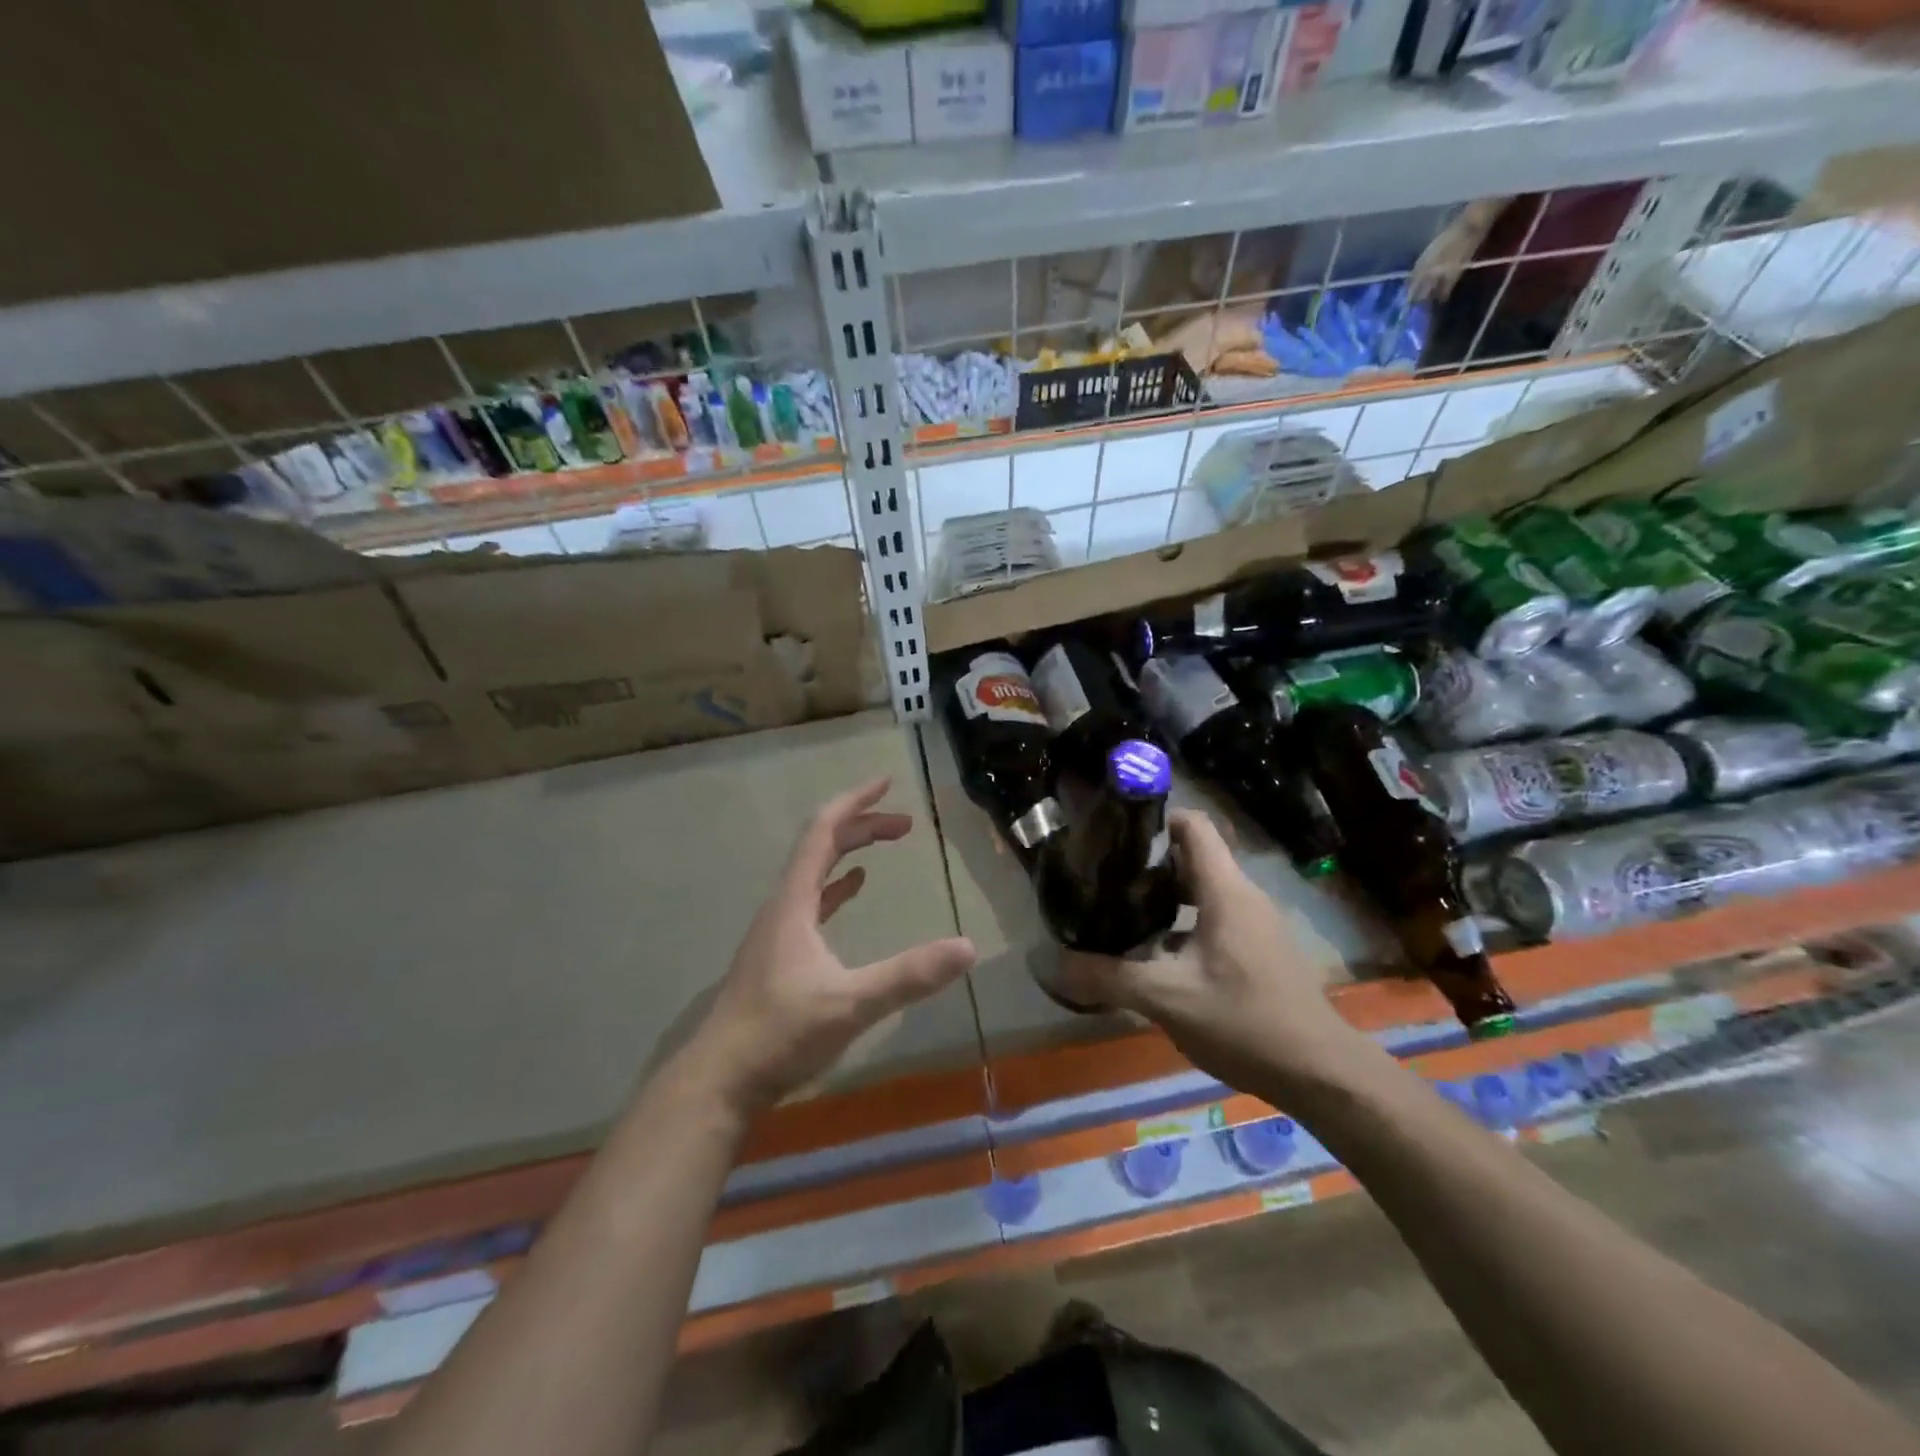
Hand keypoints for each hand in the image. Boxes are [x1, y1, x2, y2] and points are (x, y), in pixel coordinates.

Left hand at [684, 777, 976, 1119]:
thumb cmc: (780, 1034)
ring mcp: (778, 930)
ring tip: (885, 843)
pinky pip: (812, 902)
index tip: (886, 782)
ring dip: (850, 852)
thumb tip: (967, 948)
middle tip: (905, 825)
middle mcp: (783, 906)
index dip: (855, 802)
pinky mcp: (780, 955)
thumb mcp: (850, 1003)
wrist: (720, 1080)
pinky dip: (837, 886)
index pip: (823, 831)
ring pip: (816, 873)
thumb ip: (908, 976)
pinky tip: (853, 890)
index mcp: (794, 901)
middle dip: (862, 826)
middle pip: (820, 846)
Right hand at [1059, 810, 1376, 1099]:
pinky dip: (1183, 922)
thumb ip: (1107, 976)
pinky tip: (1155, 953)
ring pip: (1203, 890)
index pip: (1193, 825)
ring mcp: (1256, 924)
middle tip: (1104, 879)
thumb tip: (1050, 962)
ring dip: (1164, 895)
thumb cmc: (1245, 1021)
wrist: (1321, 1074)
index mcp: (1226, 891)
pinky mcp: (1260, 950)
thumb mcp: (1166, 998)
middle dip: (1149, 863)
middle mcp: (1244, 896)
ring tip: (1121, 912)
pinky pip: (1216, 917)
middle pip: (1194, 856)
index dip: (1155, 820)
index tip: (1114, 836)